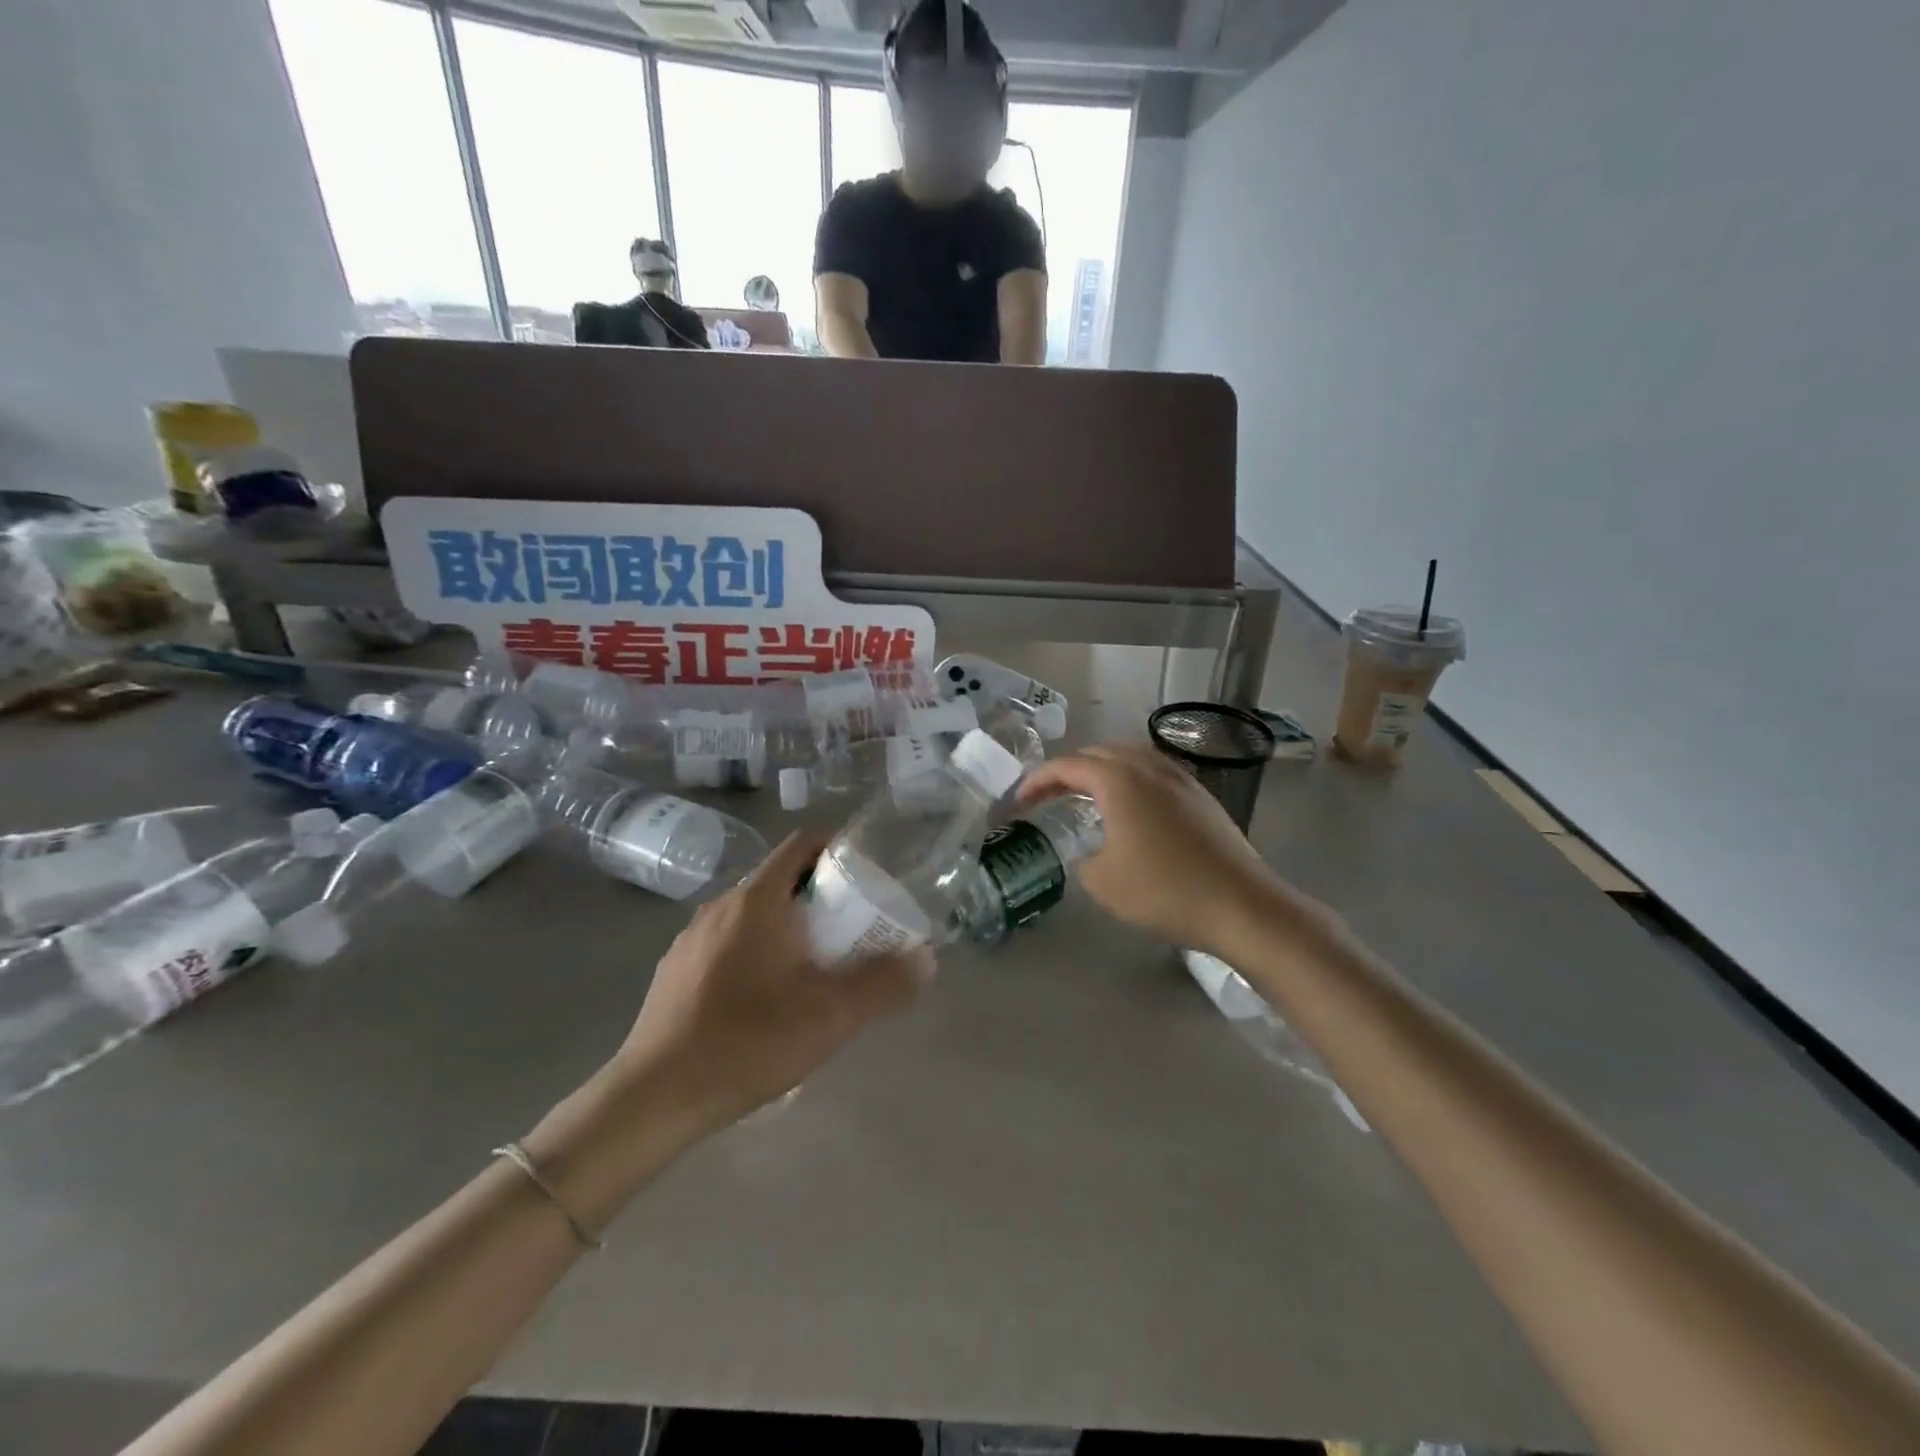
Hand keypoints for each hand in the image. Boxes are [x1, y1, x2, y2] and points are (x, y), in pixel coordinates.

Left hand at [615, 831, 932, 1128]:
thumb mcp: (831, 1017)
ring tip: (814, 967)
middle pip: (780, 880)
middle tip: (852, 929)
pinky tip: (765, 999)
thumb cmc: (748, 1041)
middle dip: (820, 896)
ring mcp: (692, 939)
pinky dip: (756, 952)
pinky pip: (728, 943)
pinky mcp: (675, 971)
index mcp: (757, 901)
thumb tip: (926, 960)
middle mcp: (721, 906)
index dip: (837, 848)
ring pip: (752, 914)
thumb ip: (884, 985)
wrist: (654, 1097)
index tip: (866, 874)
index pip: (801, 845)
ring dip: (787, 927)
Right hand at [1018, 743, 1286, 956]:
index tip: (1019, 800)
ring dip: (1100, 770)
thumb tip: (1090, 853)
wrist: (1241, 905)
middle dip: (1067, 770)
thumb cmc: (1164, 890)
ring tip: (1084, 793)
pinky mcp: (1200, 796)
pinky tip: (1129, 807)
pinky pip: (1153, 772)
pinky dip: (1129, 779)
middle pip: (1099, 753)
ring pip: (1130, 757)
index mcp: (1119, 780)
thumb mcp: (1103, 882)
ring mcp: (1180, 779)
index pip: (1068, 766)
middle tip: (1047, 795)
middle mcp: (1149, 767)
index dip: (1038, 780)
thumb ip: (1082, 859)